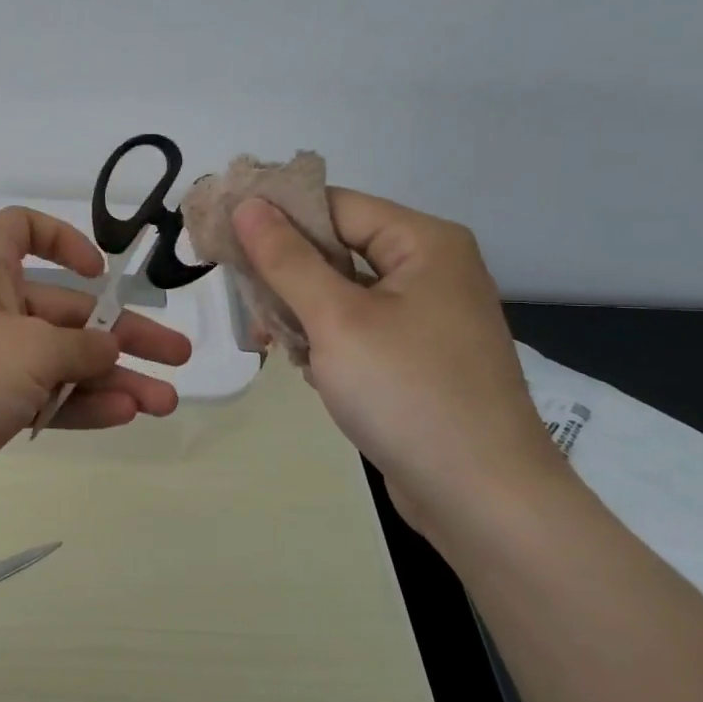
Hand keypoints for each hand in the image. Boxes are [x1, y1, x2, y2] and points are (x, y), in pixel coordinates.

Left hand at [0, 207, 191, 520]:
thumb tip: (108, 349)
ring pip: (55, 362)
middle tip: (176, 357)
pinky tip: (124, 416)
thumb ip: (81, 348)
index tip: (100, 273)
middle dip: (120, 335)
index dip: (64, 241)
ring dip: (109, 379)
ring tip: (165, 402)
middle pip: (61, 311)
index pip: (22, 230)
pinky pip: (36, 397)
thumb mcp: (29, 351)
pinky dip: (75, 404)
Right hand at [231, 191, 566, 536]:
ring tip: (270, 343)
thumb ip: (286, 259)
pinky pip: (357, 328)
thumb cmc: (407, 392)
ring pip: (341, 293)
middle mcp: (430, 269)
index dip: (276, 216)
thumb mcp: (336, 318)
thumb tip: (247, 205)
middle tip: (243, 302)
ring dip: (300, 313)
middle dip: (285, 275)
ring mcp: (426, 316)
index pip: (334, 206)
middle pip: (337, 248)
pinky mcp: (417, 356)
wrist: (481, 496)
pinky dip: (325, 341)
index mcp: (423, 243)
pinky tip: (308, 369)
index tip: (222, 235)